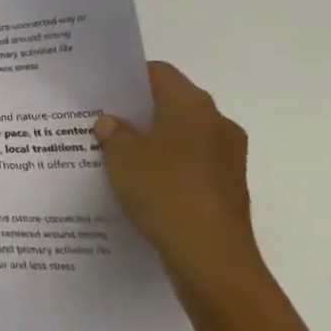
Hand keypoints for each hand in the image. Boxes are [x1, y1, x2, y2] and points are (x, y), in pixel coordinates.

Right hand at [95, 62, 265, 302]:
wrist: (211, 257)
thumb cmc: (164, 191)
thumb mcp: (121, 156)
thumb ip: (113, 133)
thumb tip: (112, 123)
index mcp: (192, 105)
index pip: (158, 73)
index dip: (128, 78)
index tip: (101, 92)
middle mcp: (217, 123)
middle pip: (172, 104)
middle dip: (138, 113)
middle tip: (102, 124)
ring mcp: (228, 157)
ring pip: (182, 136)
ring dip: (153, 143)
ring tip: (117, 158)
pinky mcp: (228, 187)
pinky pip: (191, 165)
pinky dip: (168, 168)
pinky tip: (141, 186)